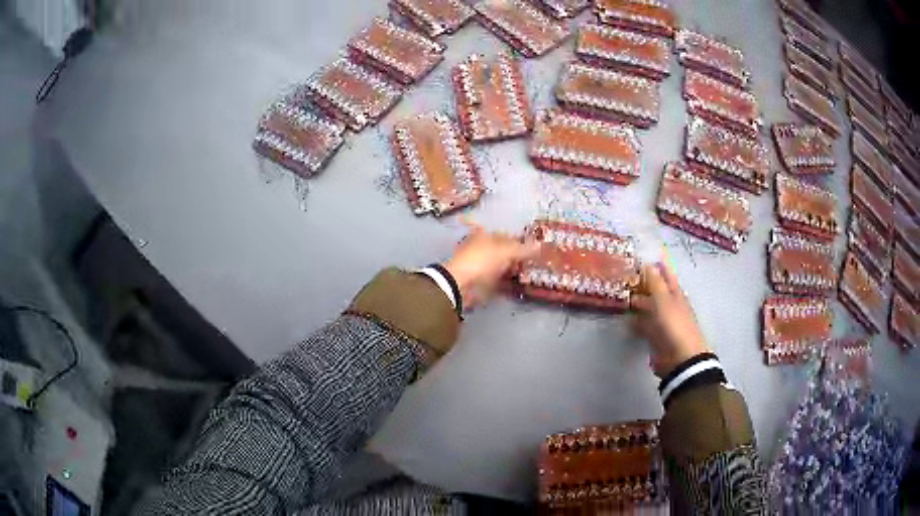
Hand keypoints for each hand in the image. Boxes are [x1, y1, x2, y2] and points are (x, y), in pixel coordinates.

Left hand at [443, 221, 540, 308]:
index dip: (520, 241)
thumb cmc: (481, 260)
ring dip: (514, 270)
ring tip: (530, 274)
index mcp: (485, 236)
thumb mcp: (505, 251)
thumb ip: (523, 249)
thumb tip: (540, 244)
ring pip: (502, 267)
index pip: (506, 236)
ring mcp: (481, 267)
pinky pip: (499, 281)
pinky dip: (508, 283)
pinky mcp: (481, 282)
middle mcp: (483, 249)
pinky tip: (519, 285)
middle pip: (505, 252)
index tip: (535, 249)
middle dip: (519, 257)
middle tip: (536, 263)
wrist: (461, 285)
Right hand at [631, 262, 709, 377]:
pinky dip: (634, 319)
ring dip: (636, 300)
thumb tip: (647, 263)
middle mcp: (669, 304)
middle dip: (641, 282)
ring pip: (647, 306)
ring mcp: (662, 320)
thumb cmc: (674, 324)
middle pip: (654, 289)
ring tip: (619, 295)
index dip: (656, 264)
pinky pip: (643, 323)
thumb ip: (655, 282)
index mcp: (675, 292)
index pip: (665, 273)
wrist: (680, 358)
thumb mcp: (663, 299)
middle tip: (622, 276)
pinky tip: (625, 318)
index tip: (641, 256)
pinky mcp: (654, 335)